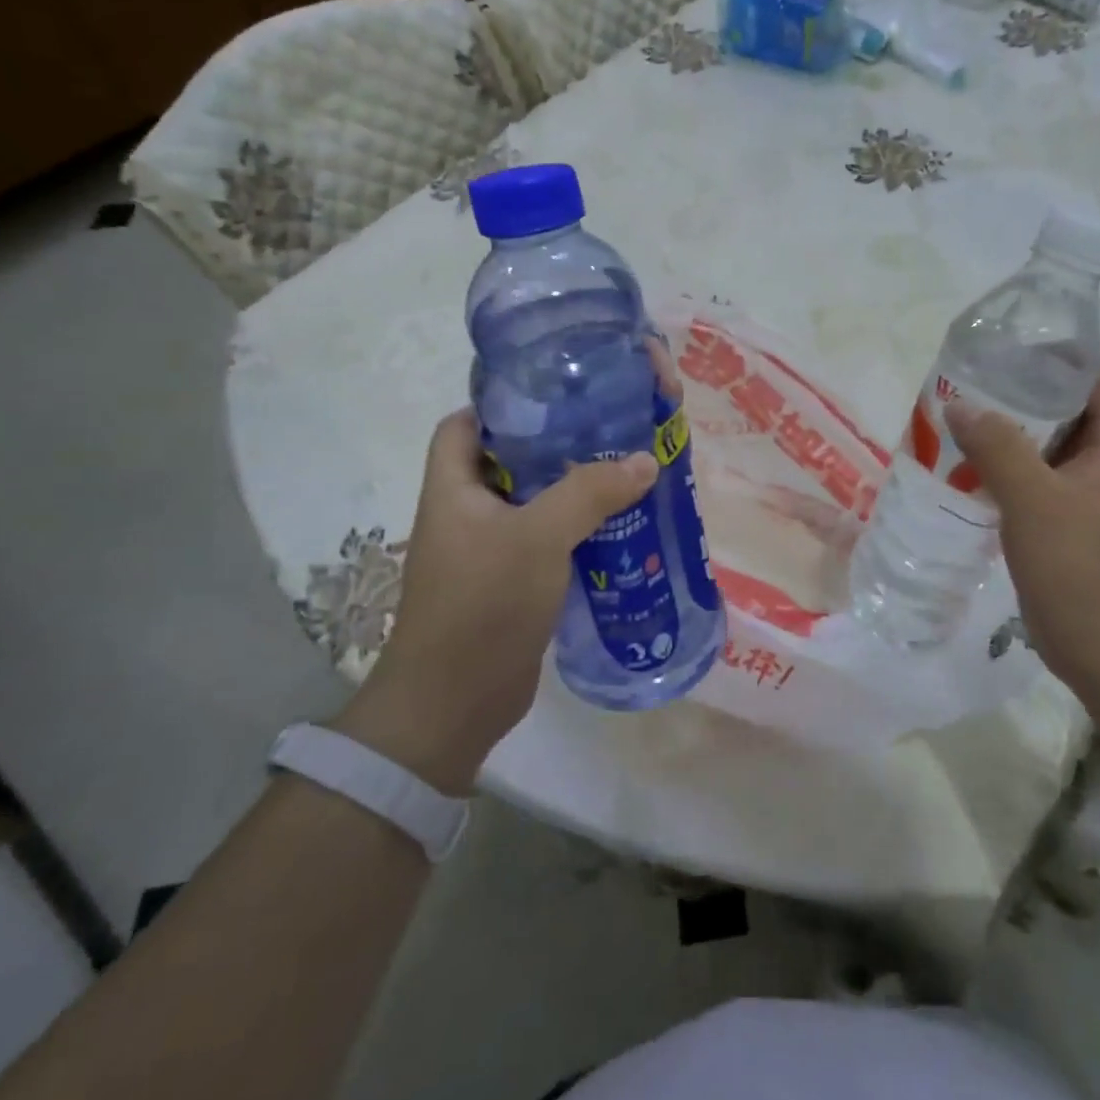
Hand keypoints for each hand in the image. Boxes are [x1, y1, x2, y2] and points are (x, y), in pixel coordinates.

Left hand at [333, 410, 656, 796]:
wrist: (454, 704)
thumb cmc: (482, 604)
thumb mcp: (538, 537)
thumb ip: (590, 494)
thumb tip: (646, 459)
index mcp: (453, 488)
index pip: (464, 424)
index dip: (502, 404)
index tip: (555, 396)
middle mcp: (466, 513)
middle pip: (509, 462)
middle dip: (556, 447)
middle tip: (608, 431)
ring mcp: (488, 551)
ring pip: (534, 505)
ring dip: (574, 492)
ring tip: (625, 473)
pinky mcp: (511, 584)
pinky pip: (547, 543)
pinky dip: (578, 533)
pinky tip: (621, 529)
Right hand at [945, 365, 1099, 687]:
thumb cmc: (1081, 567)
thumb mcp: (1035, 500)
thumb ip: (998, 449)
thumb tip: (960, 404)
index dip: (1070, 360)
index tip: (1019, 353)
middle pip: (1070, 412)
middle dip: (1024, 395)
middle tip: (974, 387)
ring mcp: (1083, 499)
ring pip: (1046, 450)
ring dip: (1008, 437)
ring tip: (961, 424)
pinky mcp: (1063, 528)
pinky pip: (1032, 484)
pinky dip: (1002, 473)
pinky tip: (966, 475)